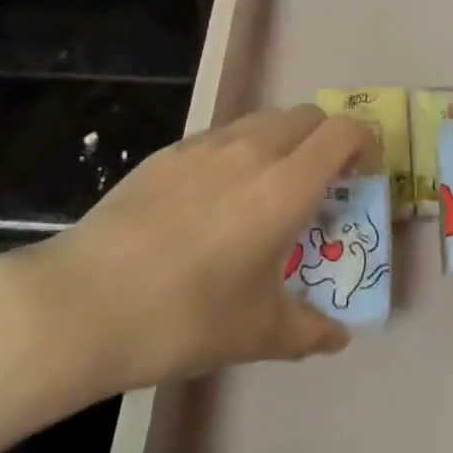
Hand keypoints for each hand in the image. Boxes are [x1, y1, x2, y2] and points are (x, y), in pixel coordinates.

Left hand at [8, 106, 377, 394]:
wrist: (87, 299)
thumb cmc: (184, 317)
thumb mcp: (256, 333)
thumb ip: (308, 330)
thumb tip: (337, 336)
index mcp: (285, 186)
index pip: (343, 132)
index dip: (365, 143)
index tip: (364, 175)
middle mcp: (252, 149)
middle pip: (307, 116)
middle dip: (326, 141)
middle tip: (321, 186)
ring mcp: (207, 144)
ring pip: (264, 120)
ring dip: (284, 142)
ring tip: (269, 191)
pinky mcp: (171, 151)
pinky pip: (223, 136)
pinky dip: (241, 151)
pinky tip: (216, 199)